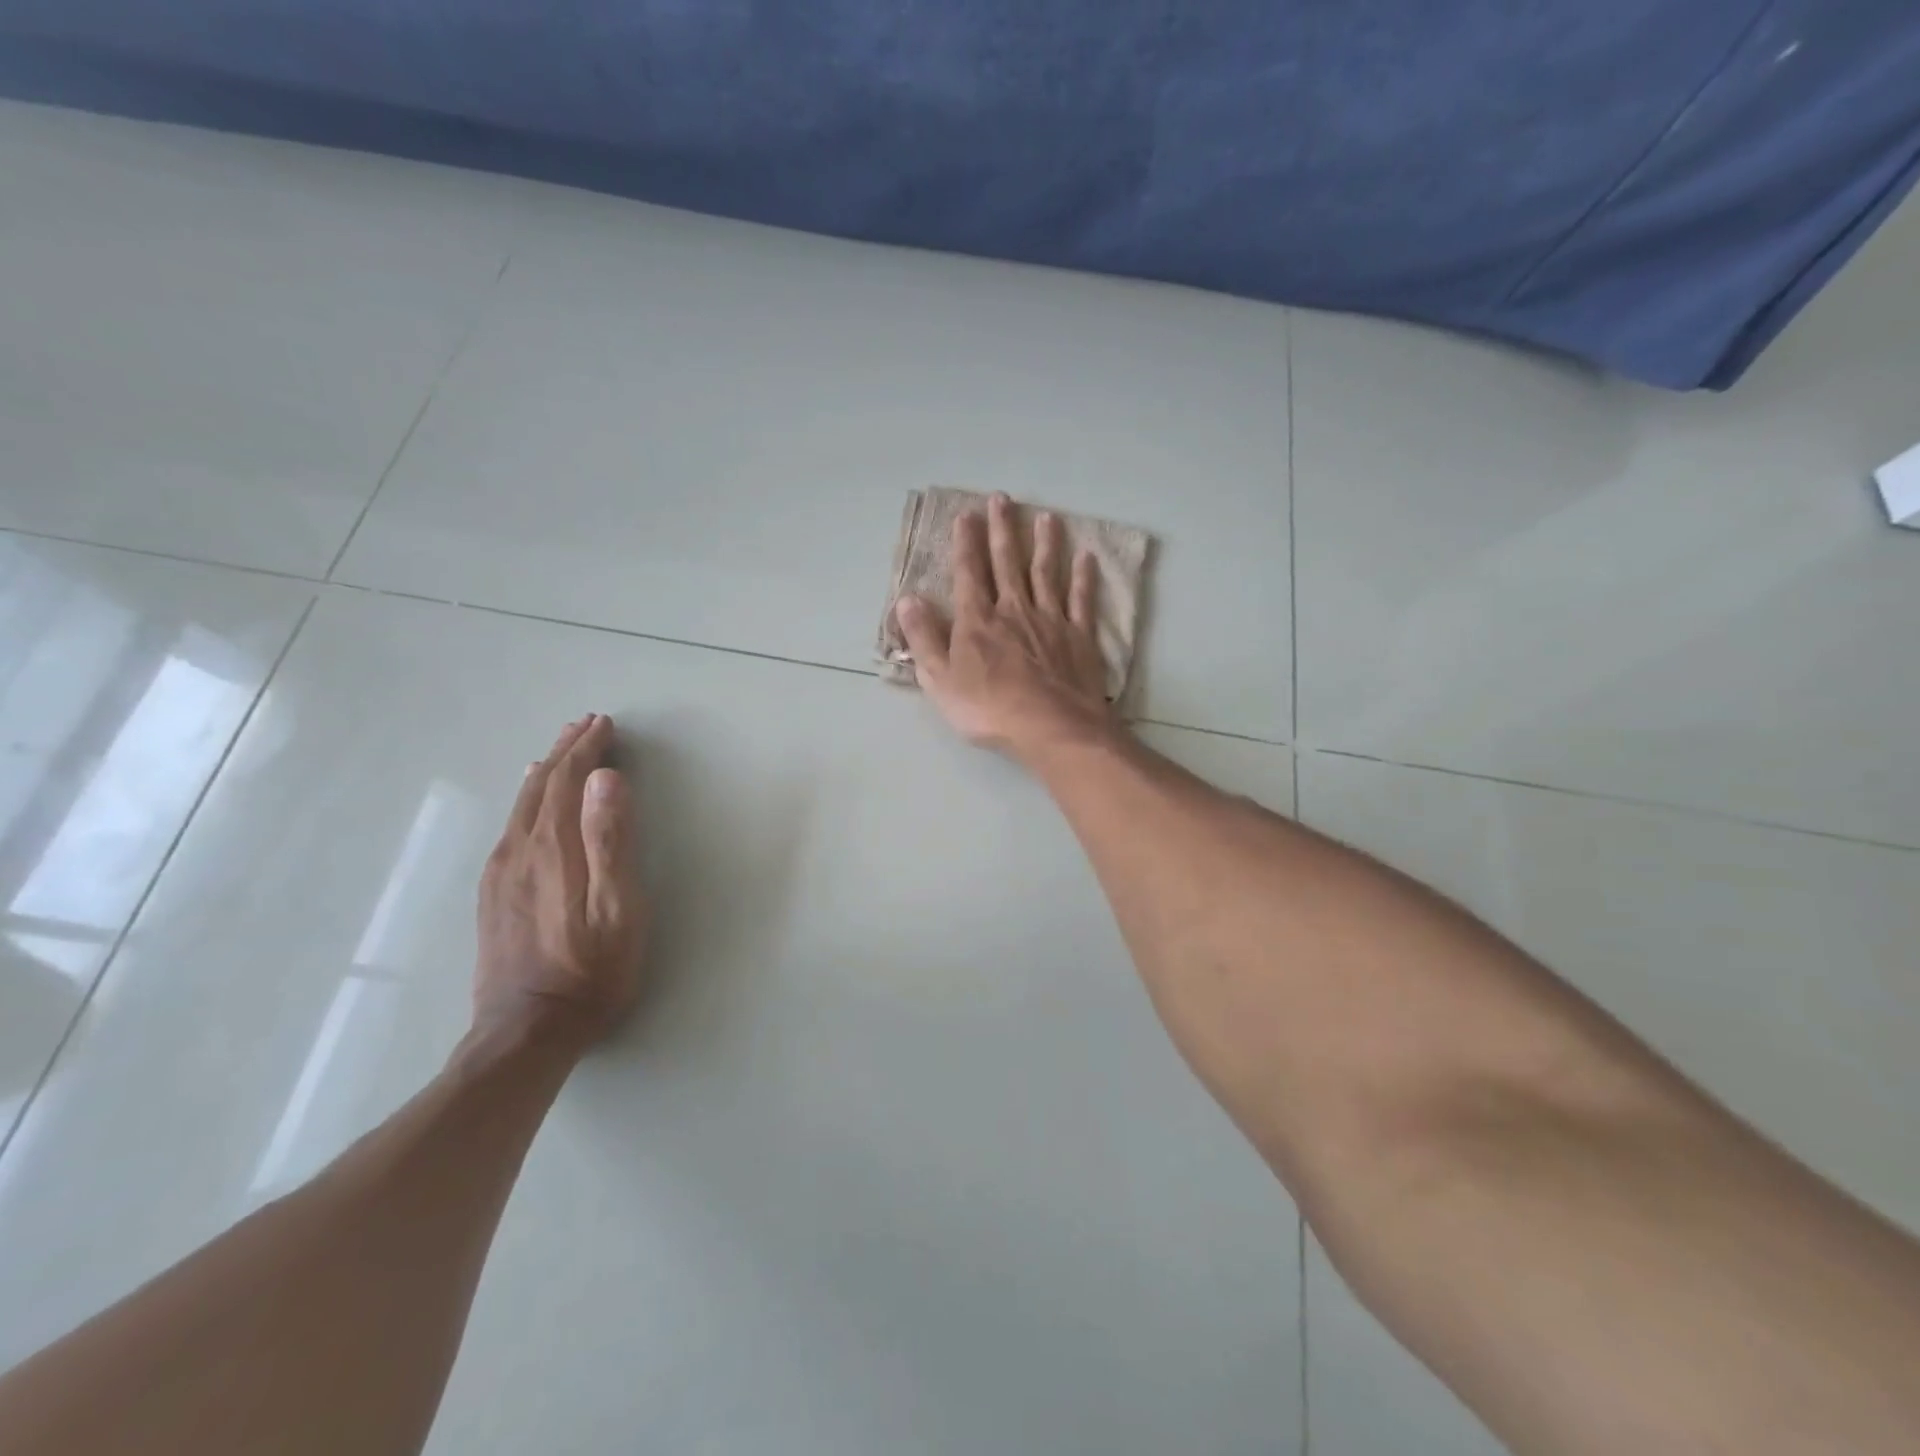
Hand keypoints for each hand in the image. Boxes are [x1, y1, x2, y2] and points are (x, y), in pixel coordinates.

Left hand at [473, 714, 647, 1050]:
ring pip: (523, 803)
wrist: (526, 1032)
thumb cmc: (590, 970)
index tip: (605, 724)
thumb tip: (606, 778)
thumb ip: (610, 840)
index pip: (568, 780)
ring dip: (546, 770)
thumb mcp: (617, 908)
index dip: (587, 748)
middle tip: (587, 724)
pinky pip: (511, 826)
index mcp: (552, 847)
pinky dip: (529, 798)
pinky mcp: (494, 893)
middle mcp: (519, 850)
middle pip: (540, 784)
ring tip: (562, 750)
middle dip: (565, 750)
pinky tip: (531, 800)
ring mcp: (501, 872)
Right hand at [893, 492, 1117, 761]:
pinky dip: (1084, 577)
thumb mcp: (939, 679)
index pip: (969, 573)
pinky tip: (1086, 557)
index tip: (966, 514)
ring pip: (1047, 573)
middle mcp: (1014, 610)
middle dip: (1003, 529)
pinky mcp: (1079, 637)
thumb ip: (923, 637)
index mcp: (978, 620)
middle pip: (1008, 562)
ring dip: (1046, 543)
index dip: (966, 543)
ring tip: (1047, 516)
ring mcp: (1050, 620)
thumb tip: (906, 599)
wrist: (1050, 727)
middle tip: (1003, 499)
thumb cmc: (988, 708)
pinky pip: (1081, 600)